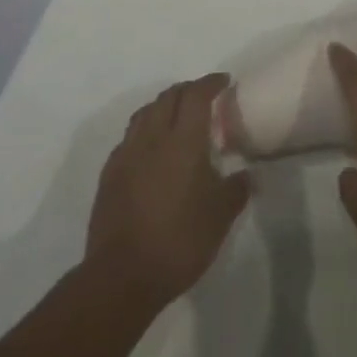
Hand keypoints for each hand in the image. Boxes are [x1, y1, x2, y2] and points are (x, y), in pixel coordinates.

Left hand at [84, 74, 250, 309]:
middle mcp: (152, 138)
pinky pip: (129, 137)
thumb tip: (247, 175)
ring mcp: (126, 154)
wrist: (122, 275)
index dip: (210, 83)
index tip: (224, 81)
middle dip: (187, 90)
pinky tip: (152, 148)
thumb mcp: (220, 218)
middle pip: (168, 97)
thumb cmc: (179, 241)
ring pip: (145, 112)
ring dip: (163, 105)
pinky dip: (145, 129)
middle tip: (204, 97)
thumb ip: (236, 190)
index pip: (196, 95)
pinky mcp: (110, 173)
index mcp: (183, 141)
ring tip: (177, 116)